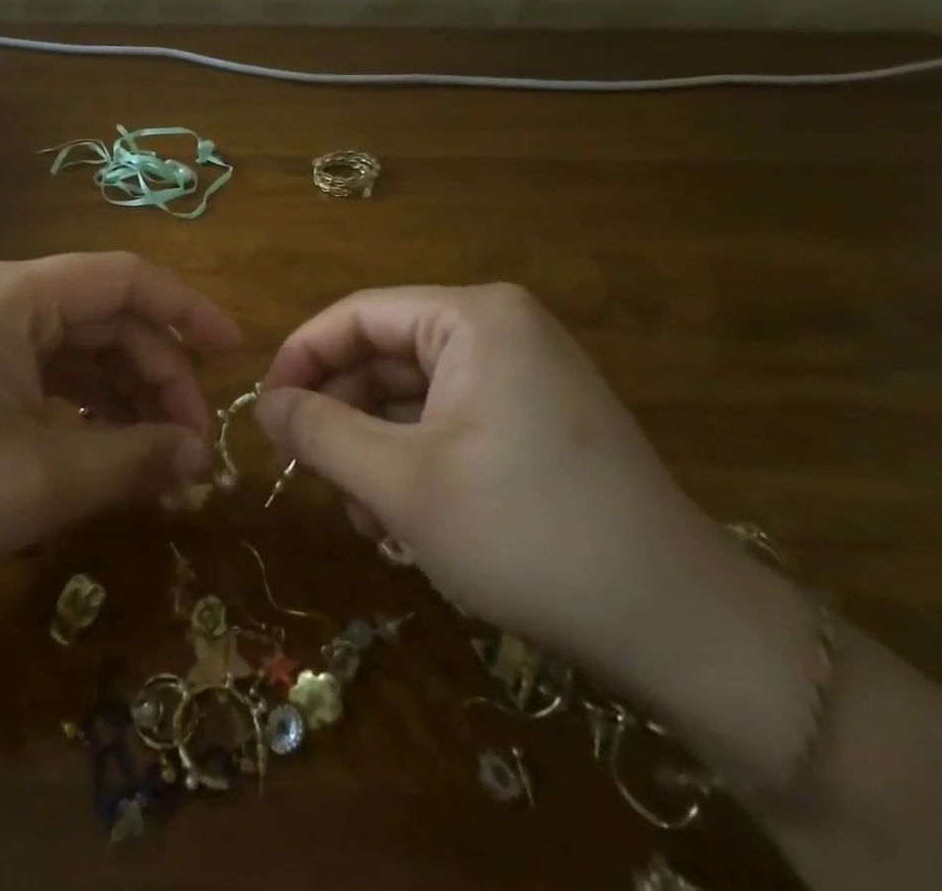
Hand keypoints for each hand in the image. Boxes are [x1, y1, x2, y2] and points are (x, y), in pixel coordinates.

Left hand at [0, 253, 236, 611]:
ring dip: (129, 398)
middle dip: (159, 375)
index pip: (125, 279)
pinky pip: (53, 380)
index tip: (235, 354)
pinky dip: (92, 412)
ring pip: (84, 352)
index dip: (187, 310)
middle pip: (108, 320)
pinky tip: (115, 454)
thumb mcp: (43, 481)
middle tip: (195, 446)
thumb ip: (135, 459)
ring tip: (163, 459)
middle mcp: (3, 302)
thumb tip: (204, 458)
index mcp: (15, 296)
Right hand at [256, 284, 761, 699]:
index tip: (264, 414)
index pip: (357, 315)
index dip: (300, 359)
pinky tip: (399, 521)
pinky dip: (413, 461)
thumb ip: (319, 433)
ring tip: (360, 517)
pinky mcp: (534, 420)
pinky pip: (449, 421)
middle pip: (385, 356)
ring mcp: (523, 374)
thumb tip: (262, 405)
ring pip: (413, 396)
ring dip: (373, 449)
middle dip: (341, 416)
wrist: (680, 627)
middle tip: (309, 477)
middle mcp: (500, 329)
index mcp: (473, 318)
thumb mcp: (401, 484)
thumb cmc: (526, 533)